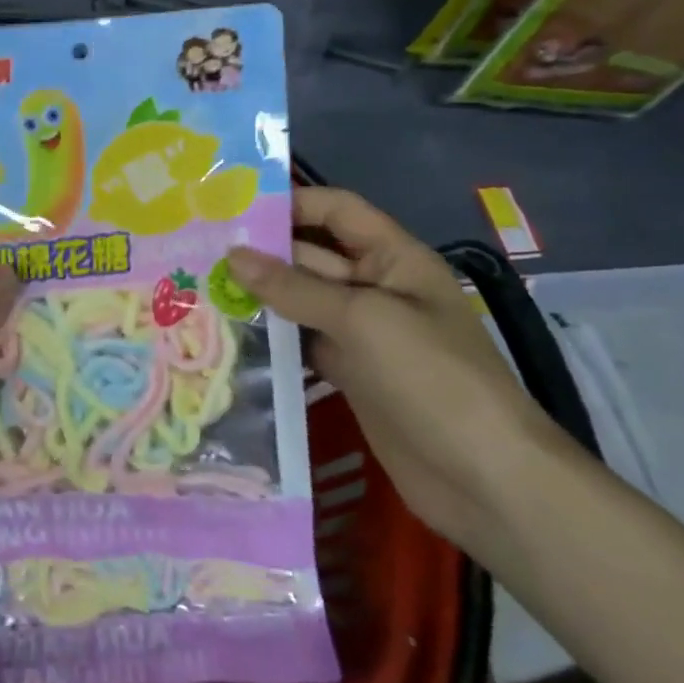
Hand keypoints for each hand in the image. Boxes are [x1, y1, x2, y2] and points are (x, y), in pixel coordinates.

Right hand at [228, 188, 568, 553]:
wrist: (486, 480)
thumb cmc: (432, 378)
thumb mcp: (363, 320)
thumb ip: (295, 287)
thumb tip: (233, 255)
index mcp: (394, 258)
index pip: (336, 211)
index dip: (290, 203)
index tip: (231, 207)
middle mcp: (376, 287)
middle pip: (312, 255)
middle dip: (262, 252)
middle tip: (197, 251)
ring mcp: (362, 334)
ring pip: (302, 301)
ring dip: (260, 296)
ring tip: (199, 288)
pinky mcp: (350, 374)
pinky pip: (304, 343)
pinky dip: (272, 338)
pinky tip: (229, 335)